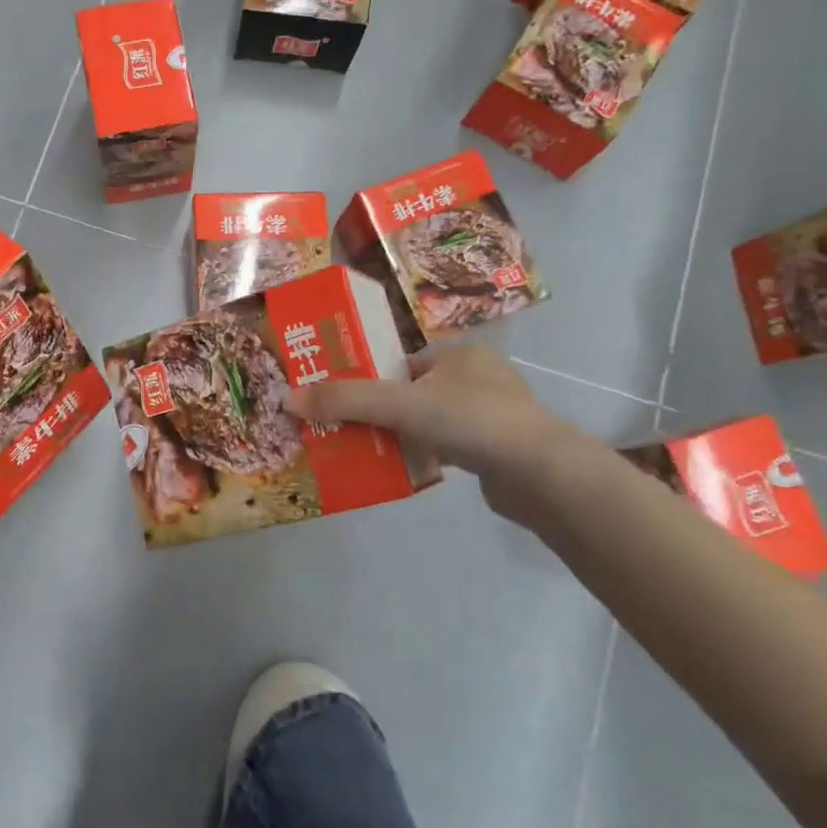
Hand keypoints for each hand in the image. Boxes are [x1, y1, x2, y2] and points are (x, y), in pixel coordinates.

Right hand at [285, 342, 580, 520]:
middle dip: (379, 412)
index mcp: (459, 353)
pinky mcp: (494, 449)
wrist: (540, 474)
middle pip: (410, 393)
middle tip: (345, 430)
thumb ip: (345, 399)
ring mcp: (489, 414)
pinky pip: (445, 445)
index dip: (367, 380)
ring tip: (367, 452)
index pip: (400, 363)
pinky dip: (423, 453)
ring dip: (399, 435)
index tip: (338, 402)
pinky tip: (404, 468)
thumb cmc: (471, 420)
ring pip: (427, 421)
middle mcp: (477, 377)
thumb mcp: (400, 404)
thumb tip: (286, 399)